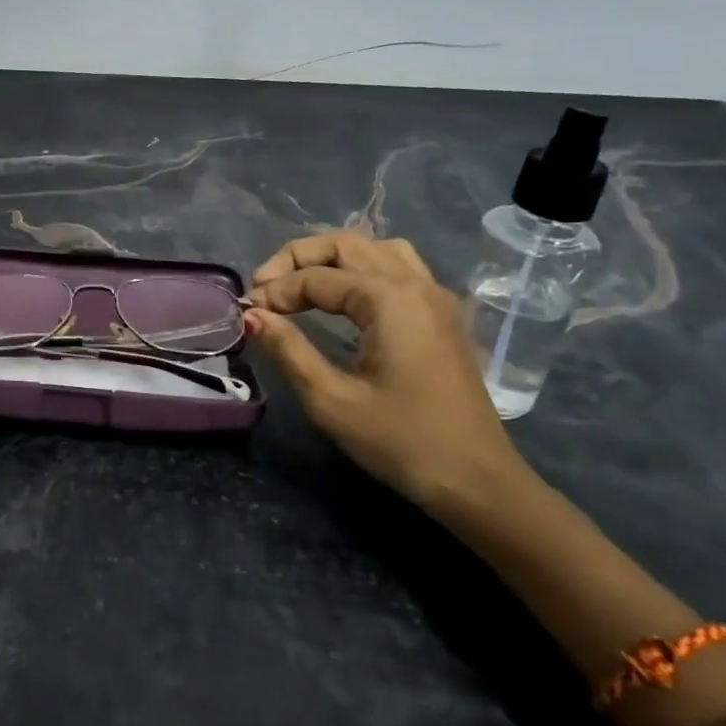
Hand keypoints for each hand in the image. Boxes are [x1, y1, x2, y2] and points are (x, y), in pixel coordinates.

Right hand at [246, 233, 529, 508]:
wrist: (477, 482)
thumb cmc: (401, 442)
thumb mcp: (332, 401)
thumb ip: (288, 350)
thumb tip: (252, 316)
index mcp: (390, 300)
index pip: (317, 277)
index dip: (277, 291)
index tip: (248, 314)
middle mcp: (416, 285)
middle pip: (347, 244)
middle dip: (298, 258)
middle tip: (265, 288)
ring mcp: (436, 297)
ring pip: (376, 248)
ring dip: (333, 258)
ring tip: (301, 284)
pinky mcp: (444, 316)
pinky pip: (399, 268)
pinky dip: (362, 269)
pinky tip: (344, 298)